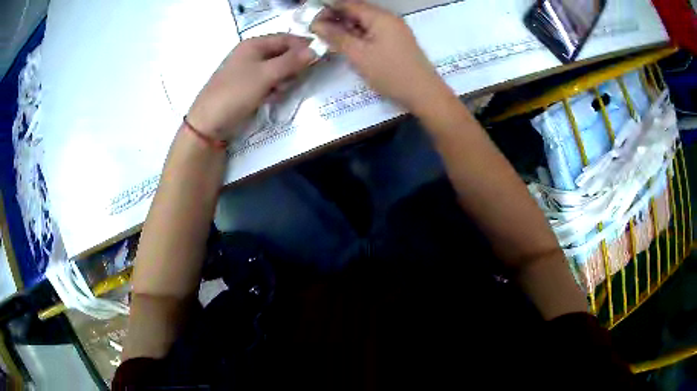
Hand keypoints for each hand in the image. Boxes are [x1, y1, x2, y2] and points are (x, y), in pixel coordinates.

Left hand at [187, 34, 315, 141]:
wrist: (208, 124)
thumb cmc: (235, 93)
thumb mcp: (265, 75)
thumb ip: (291, 62)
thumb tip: (316, 50)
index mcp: (253, 44)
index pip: (286, 38)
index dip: (303, 46)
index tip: (320, 58)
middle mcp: (251, 54)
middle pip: (282, 53)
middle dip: (292, 66)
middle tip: (296, 79)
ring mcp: (248, 71)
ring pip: (277, 69)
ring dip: (283, 79)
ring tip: (279, 91)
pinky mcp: (247, 87)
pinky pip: (268, 82)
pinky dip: (274, 89)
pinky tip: (271, 98)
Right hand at [311, 1, 454, 113]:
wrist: (424, 94)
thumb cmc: (391, 73)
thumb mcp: (359, 55)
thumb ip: (337, 37)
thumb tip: (316, 24)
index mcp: (380, 17)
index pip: (349, 4)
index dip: (328, 9)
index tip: (311, 21)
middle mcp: (389, 19)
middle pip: (357, 12)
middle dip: (336, 19)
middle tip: (318, 33)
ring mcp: (395, 30)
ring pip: (365, 23)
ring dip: (347, 29)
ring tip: (329, 40)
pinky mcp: (397, 41)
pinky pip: (373, 32)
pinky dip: (359, 36)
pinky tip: (348, 46)